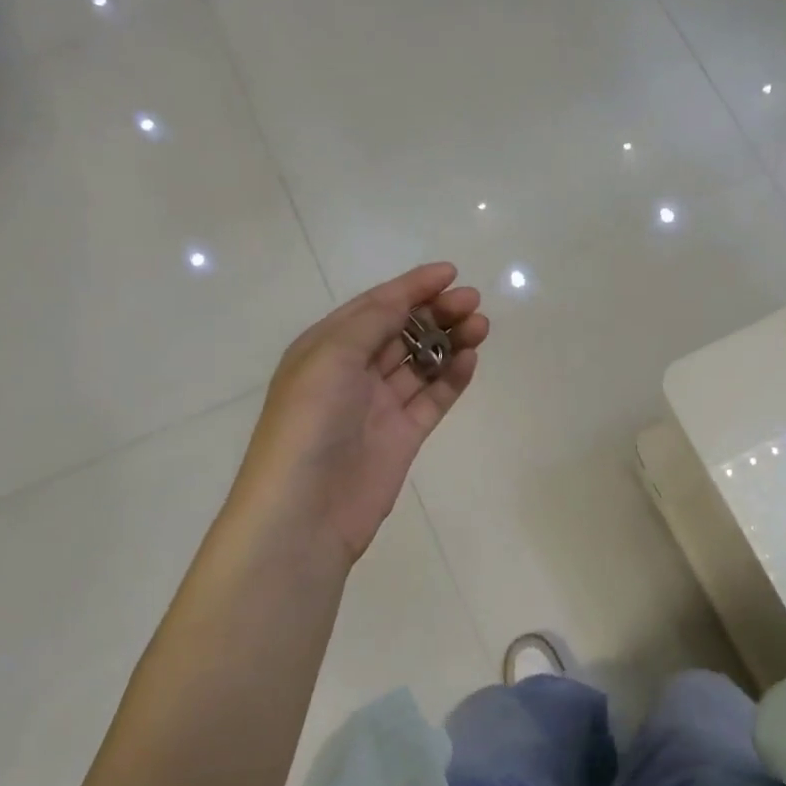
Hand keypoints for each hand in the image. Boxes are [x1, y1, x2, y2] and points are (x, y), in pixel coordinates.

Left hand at [234, 263, 486, 563]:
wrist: (305, 511)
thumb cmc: (308, 424)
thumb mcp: (329, 358)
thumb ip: (371, 323)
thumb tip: (403, 299)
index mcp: (326, 348)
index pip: (375, 307)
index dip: (412, 287)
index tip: (450, 273)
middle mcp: (352, 372)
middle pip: (402, 331)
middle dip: (436, 312)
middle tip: (472, 303)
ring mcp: (380, 405)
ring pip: (422, 362)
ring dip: (450, 340)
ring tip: (480, 327)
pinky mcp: (404, 435)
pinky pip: (433, 398)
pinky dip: (452, 377)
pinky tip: (471, 360)